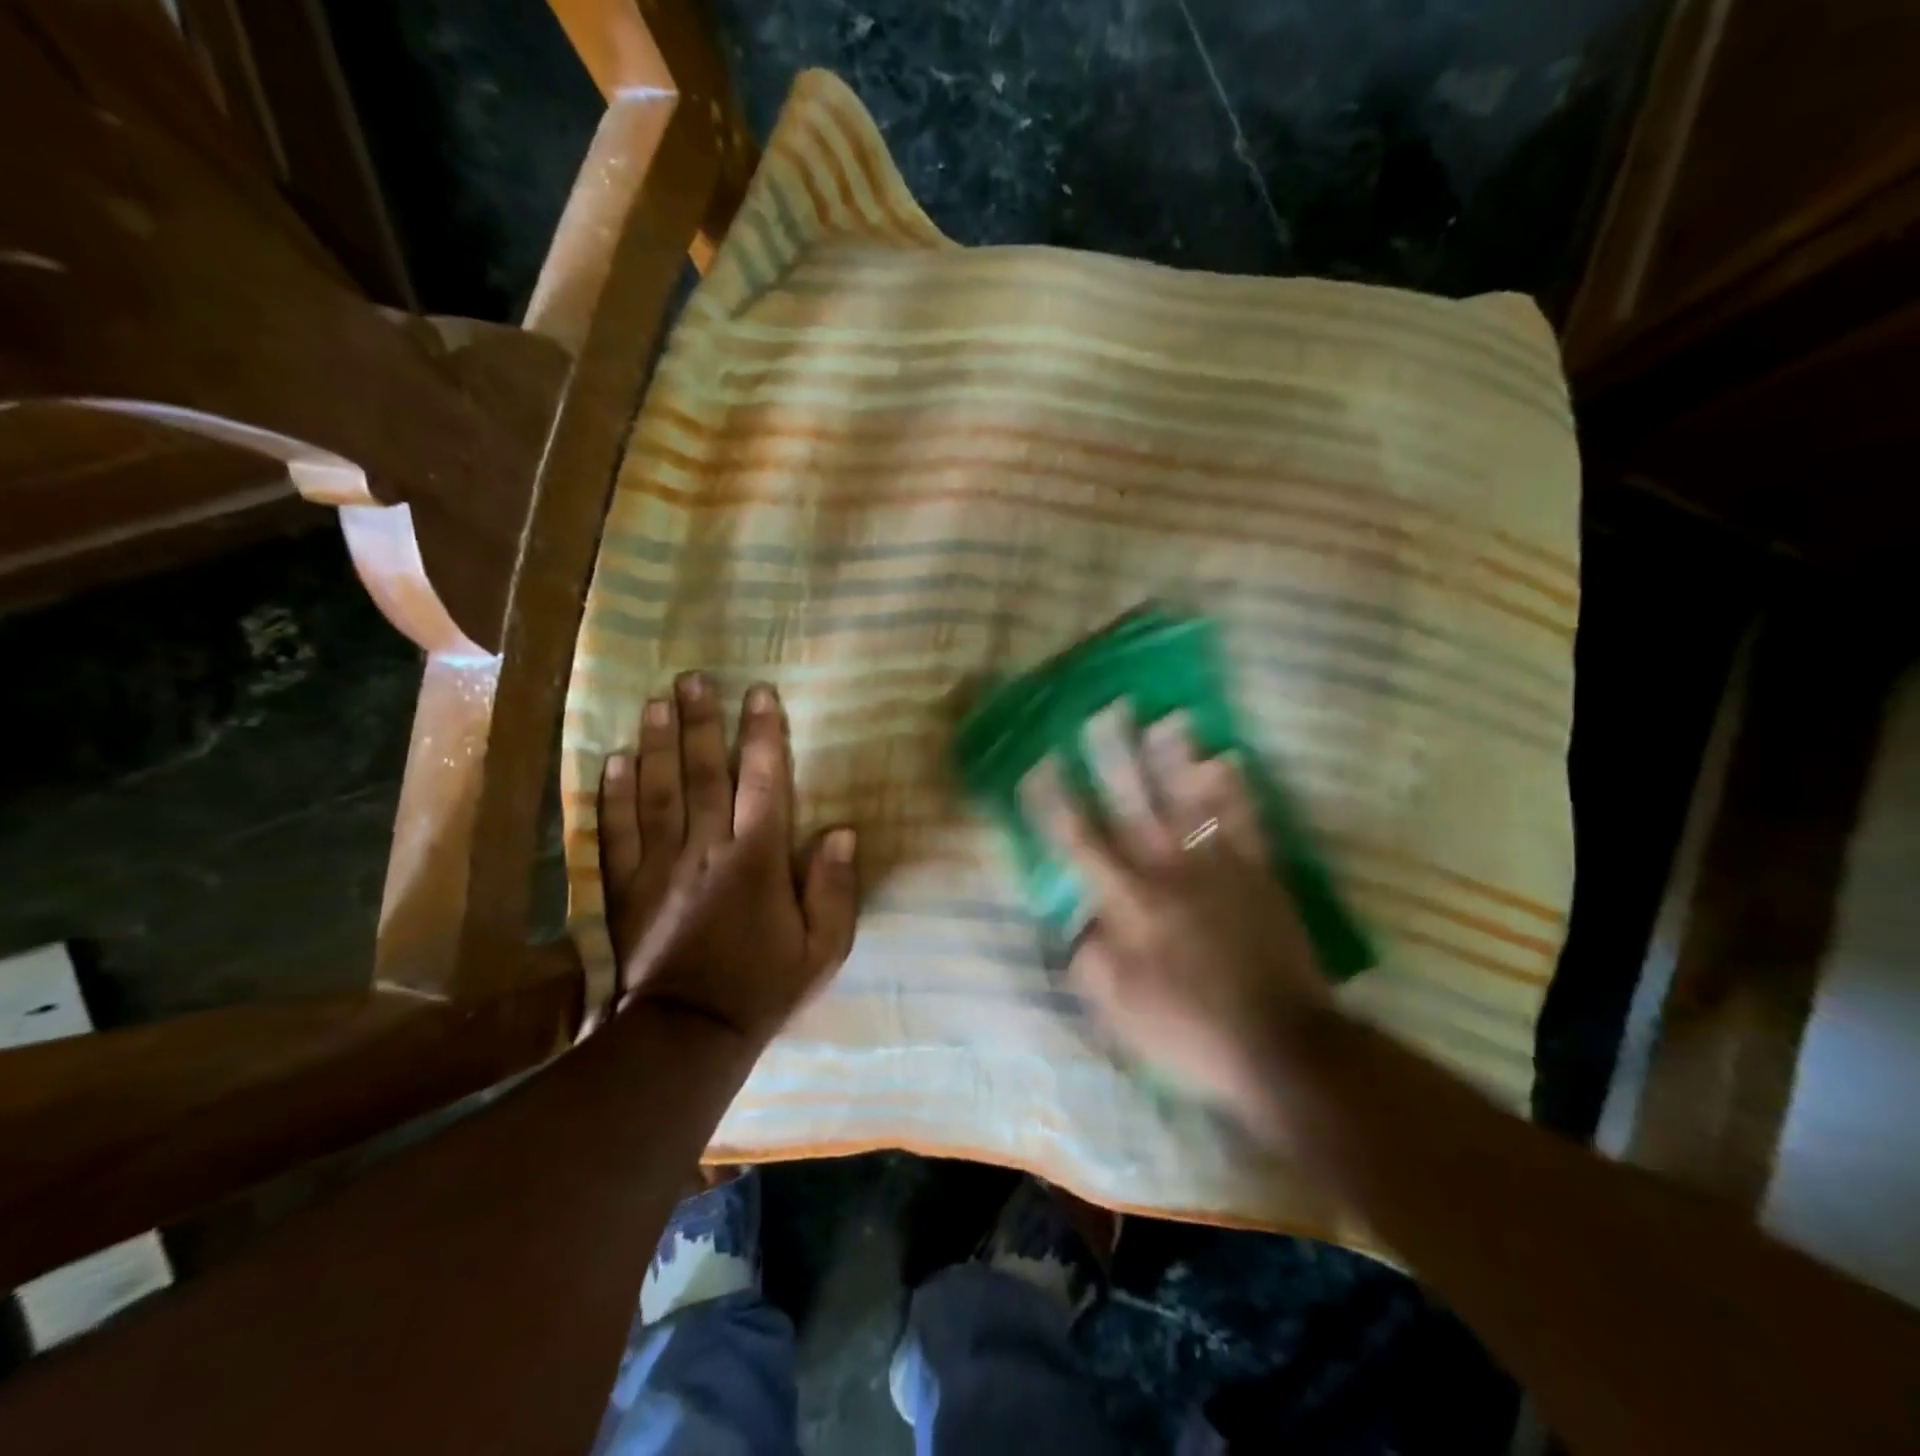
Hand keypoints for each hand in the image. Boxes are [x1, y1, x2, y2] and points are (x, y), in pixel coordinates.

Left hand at [598, 673, 857, 1044]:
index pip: (762, 782)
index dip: (763, 735)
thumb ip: (834, 889)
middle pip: (704, 773)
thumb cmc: (763, 987)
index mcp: (757, 860)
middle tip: (693, 679)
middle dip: (701, 722)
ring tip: (654, 702)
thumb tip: (841, 831)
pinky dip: (614, 794)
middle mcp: (707, 849)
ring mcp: (661, 866)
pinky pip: (617, 831)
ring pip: (658, 792)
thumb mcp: (822, 949)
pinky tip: (613, 760)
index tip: (759, 694)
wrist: (688, 1035)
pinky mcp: (626, 887)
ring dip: (657, 744)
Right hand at [1023, 707, 1328, 1112]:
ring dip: (1176, 758)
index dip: (1055, 802)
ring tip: (1166, 717)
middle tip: (1102, 713)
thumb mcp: (1118, 1010)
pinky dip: (1236, 789)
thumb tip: (1080, 923)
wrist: (1280, 1045)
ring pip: (1191, 801)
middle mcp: (1168, 872)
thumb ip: (1089, 959)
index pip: (1081, 842)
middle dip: (1113, 757)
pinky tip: (1229, 757)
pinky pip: (1246, 821)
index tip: (1038, 766)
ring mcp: (1218, 868)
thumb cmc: (1189, 1031)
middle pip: (1133, 805)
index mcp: (1129, 903)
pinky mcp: (1260, 873)